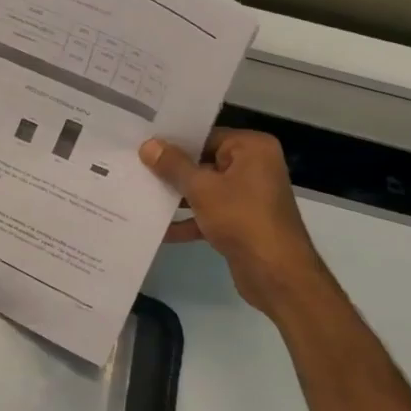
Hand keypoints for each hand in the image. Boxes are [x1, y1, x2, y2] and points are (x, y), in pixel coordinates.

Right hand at [140, 129, 327, 317]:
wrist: (276, 274)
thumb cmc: (242, 219)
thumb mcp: (201, 188)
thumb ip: (173, 165)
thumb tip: (148, 145)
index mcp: (252, 149)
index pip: (206, 136)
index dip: (174, 142)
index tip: (142, 145)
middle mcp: (253, 166)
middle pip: (204, 162)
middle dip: (172, 171)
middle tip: (134, 168)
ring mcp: (248, 195)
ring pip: (204, 189)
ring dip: (176, 197)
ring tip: (139, 195)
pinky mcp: (241, 221)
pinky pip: (209, 213)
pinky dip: (188, 220)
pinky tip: (159, 229)